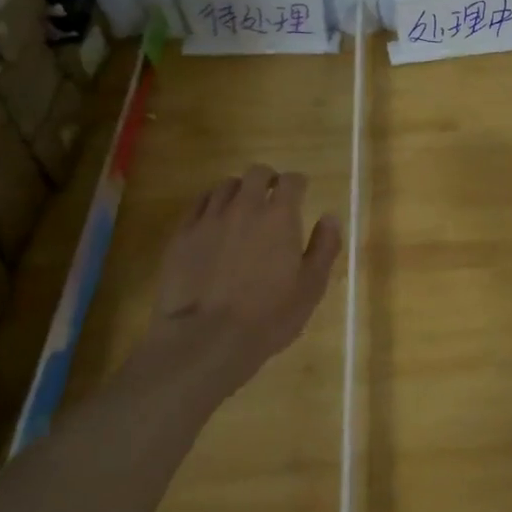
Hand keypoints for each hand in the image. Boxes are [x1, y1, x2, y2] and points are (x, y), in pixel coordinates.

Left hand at [130, 164, 341, 399]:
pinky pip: (198, 205)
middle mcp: (244, 207)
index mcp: (280, 216)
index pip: (292, 181)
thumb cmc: (268, 316)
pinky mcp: (181, 235)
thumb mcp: (311, 287)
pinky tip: (215, 222)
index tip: (302, 193)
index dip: (299, 183)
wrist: (204, 339)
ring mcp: (209, 219)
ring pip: (225, 185)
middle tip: (273, 196)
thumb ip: (324, 247)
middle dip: (268, 179)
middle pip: (256, 173)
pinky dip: (211, 204)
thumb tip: (330, 217)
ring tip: (243, 209)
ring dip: (239, 191)